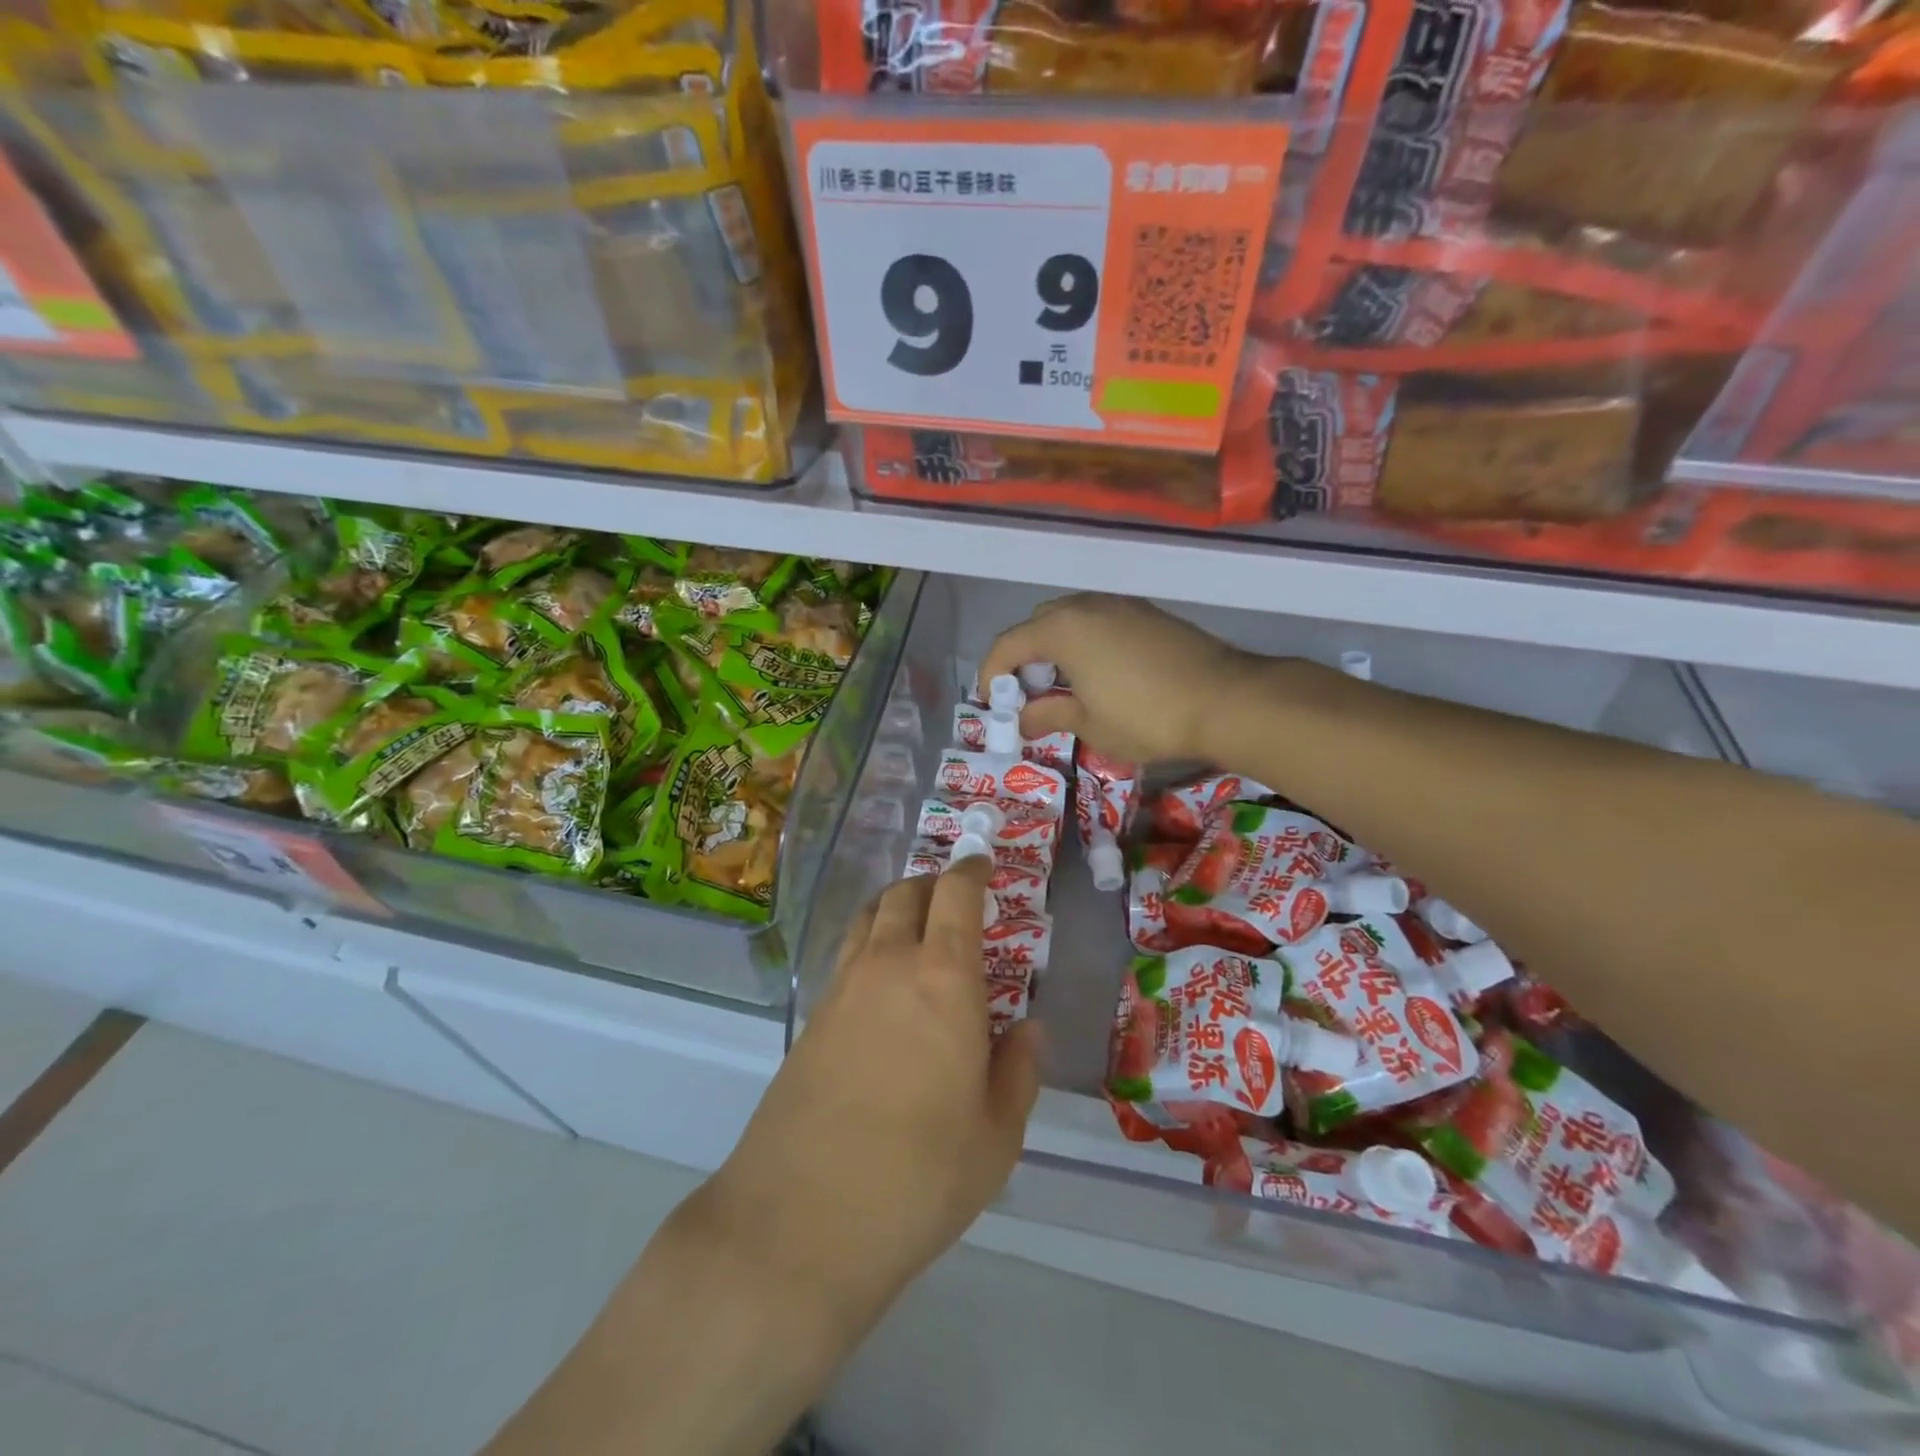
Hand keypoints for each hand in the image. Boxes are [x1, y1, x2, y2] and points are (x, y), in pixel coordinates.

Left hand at [702, 857, 1039, 1339]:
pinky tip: (883, 982)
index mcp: (943, 978)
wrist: (800, 1220)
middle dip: (933, 884)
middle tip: (954, 898)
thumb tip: (1028, 1029)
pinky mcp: (811, 1018)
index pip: (956, 895)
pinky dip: (870, 943)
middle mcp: (889, 965)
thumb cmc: (919, 1176)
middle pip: (906, 894)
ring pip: (869, 917)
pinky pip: (847, 955)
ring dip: (896, 906)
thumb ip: (1018, 1071)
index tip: (983, 865)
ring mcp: (841, 988)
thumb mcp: (996, 1136)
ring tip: (917, 927)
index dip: (971, 870)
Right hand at [978, 594, 1250, 764]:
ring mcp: (1120, 605)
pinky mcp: (1147, 613)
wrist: (1225, 699)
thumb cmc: (1146, 716)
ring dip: (1056, 648)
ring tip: (1064, 686)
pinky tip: (1100, 675)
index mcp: (1062, 630)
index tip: (993, 704)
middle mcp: (1086, 606)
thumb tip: (1023, 720)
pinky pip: (1100, 621)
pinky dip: (1086, 643)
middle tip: (1030, 695)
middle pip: (1037, 625)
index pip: (1008, 645)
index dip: (992, 674)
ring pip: (1071, 619)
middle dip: (1024, 658)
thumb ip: (1049, 715)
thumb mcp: (1090, 724)